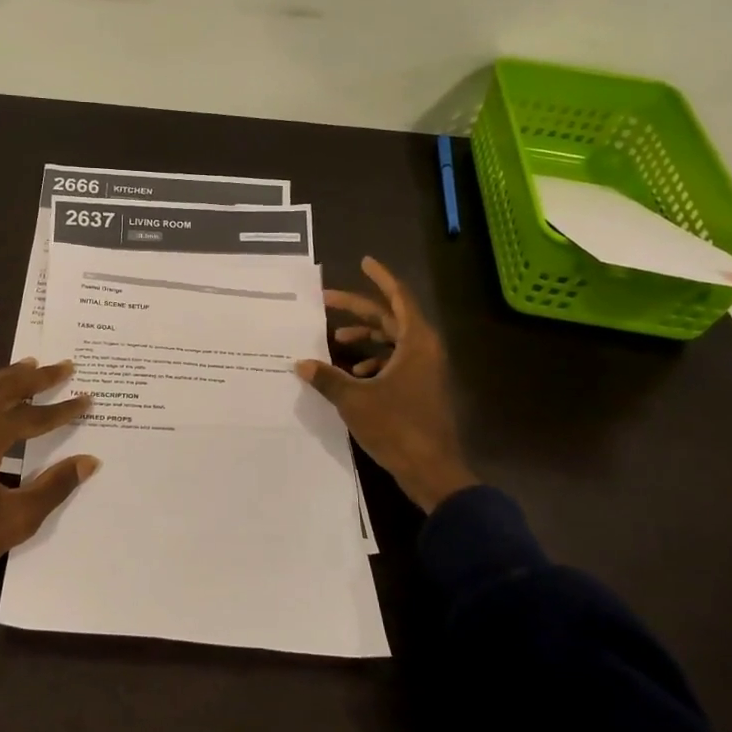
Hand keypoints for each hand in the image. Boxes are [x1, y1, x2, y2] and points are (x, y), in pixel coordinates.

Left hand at [0, 358, 100, 584]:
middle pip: (5, 389)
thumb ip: (53, 487)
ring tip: (29, 365)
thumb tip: (88, 461)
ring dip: (7, 377)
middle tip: (63, 365)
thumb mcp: (15, 519)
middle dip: (36, 377)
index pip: (32, 416)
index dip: (62, 409)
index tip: (88, 398)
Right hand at [296, 256, 477, 512]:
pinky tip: (352, 377)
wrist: (431, 470)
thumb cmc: (397, 427)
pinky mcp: (420, 390)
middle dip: (359, 310)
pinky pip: (395, 363)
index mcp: (415, 343)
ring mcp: (424, 371)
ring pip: (392, 342)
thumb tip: (301, 363)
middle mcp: (423, 350)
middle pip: (390, 319)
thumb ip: (327, 378)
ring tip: (335, 344)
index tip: (364, 262)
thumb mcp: (355, 400)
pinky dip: (373, 363)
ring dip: (364, 340)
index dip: (381, 278)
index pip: (398, 298)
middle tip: (328, 301)